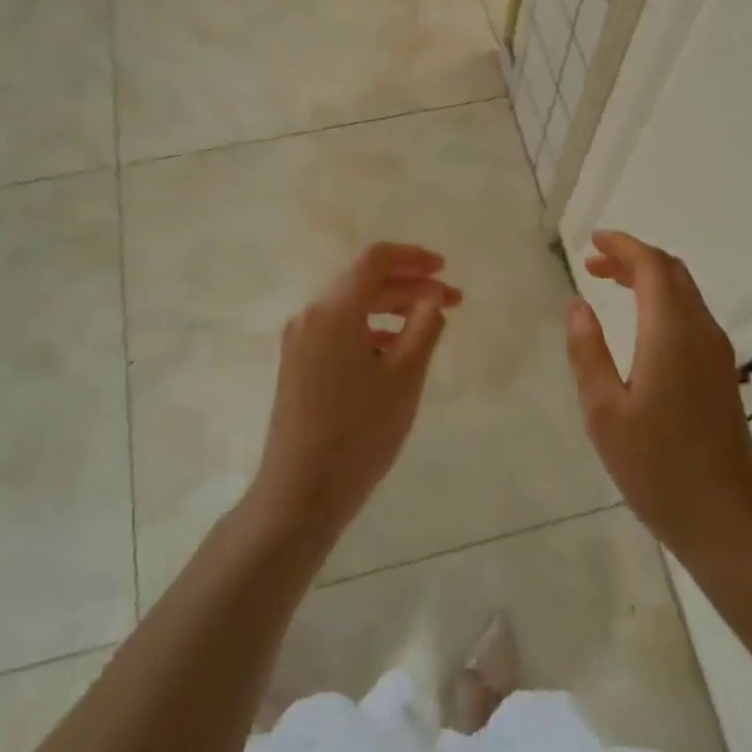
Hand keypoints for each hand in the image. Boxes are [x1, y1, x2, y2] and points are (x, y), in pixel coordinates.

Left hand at [251, 242, 458, 543]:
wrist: (299, 493)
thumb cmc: (359, 432)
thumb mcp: (404, 377)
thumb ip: (423, 326)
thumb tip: (432, 296)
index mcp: (334, 310)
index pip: (376, 260)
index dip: (414, 258)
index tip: (446, 270)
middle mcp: (311, 315)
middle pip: (365, 282)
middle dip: (411, 286)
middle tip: (453, 302)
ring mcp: (300, 340)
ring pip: (353, 306)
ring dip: (393, 308)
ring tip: (429, 325)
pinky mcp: (298, 363)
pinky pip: (340, 329)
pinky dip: (371, 328)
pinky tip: (396, 350)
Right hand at [565, 230, 751, 565]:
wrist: (727, 521)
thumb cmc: (657, 468)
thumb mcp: (604, 412)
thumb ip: (588, 351)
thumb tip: (578, 305)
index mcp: (671, 334)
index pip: (652, 267)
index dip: (623, 246)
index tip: (592, 242)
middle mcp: (701, 333)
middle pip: (672, 272)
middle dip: (633, 258)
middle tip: (593, 263)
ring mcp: (718, 354)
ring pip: (685, 293)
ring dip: (649, 278)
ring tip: (609, 284)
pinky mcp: (723, 374)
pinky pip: (692, 316)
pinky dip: (663, 301)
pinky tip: (640, 324)